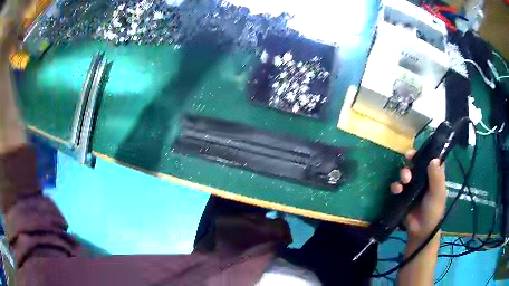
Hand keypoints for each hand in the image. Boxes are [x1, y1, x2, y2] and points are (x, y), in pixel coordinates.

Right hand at [390, 150, 446, 242]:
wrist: (420, 231)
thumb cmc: (433, 211)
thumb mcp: (438, 194)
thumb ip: (437, 177)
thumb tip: (434, 158)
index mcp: (434, 175)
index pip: (431, 158)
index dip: (426, 152)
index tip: (420, 149)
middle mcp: (423, 178)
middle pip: (416, 163)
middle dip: (411, 161)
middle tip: (408, 160)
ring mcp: (412, 187)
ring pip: (406, 173)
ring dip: (403, 173)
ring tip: (404, 180)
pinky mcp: (403, 195)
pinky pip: (397, 186)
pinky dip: (395, 186)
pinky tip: (397, 190)